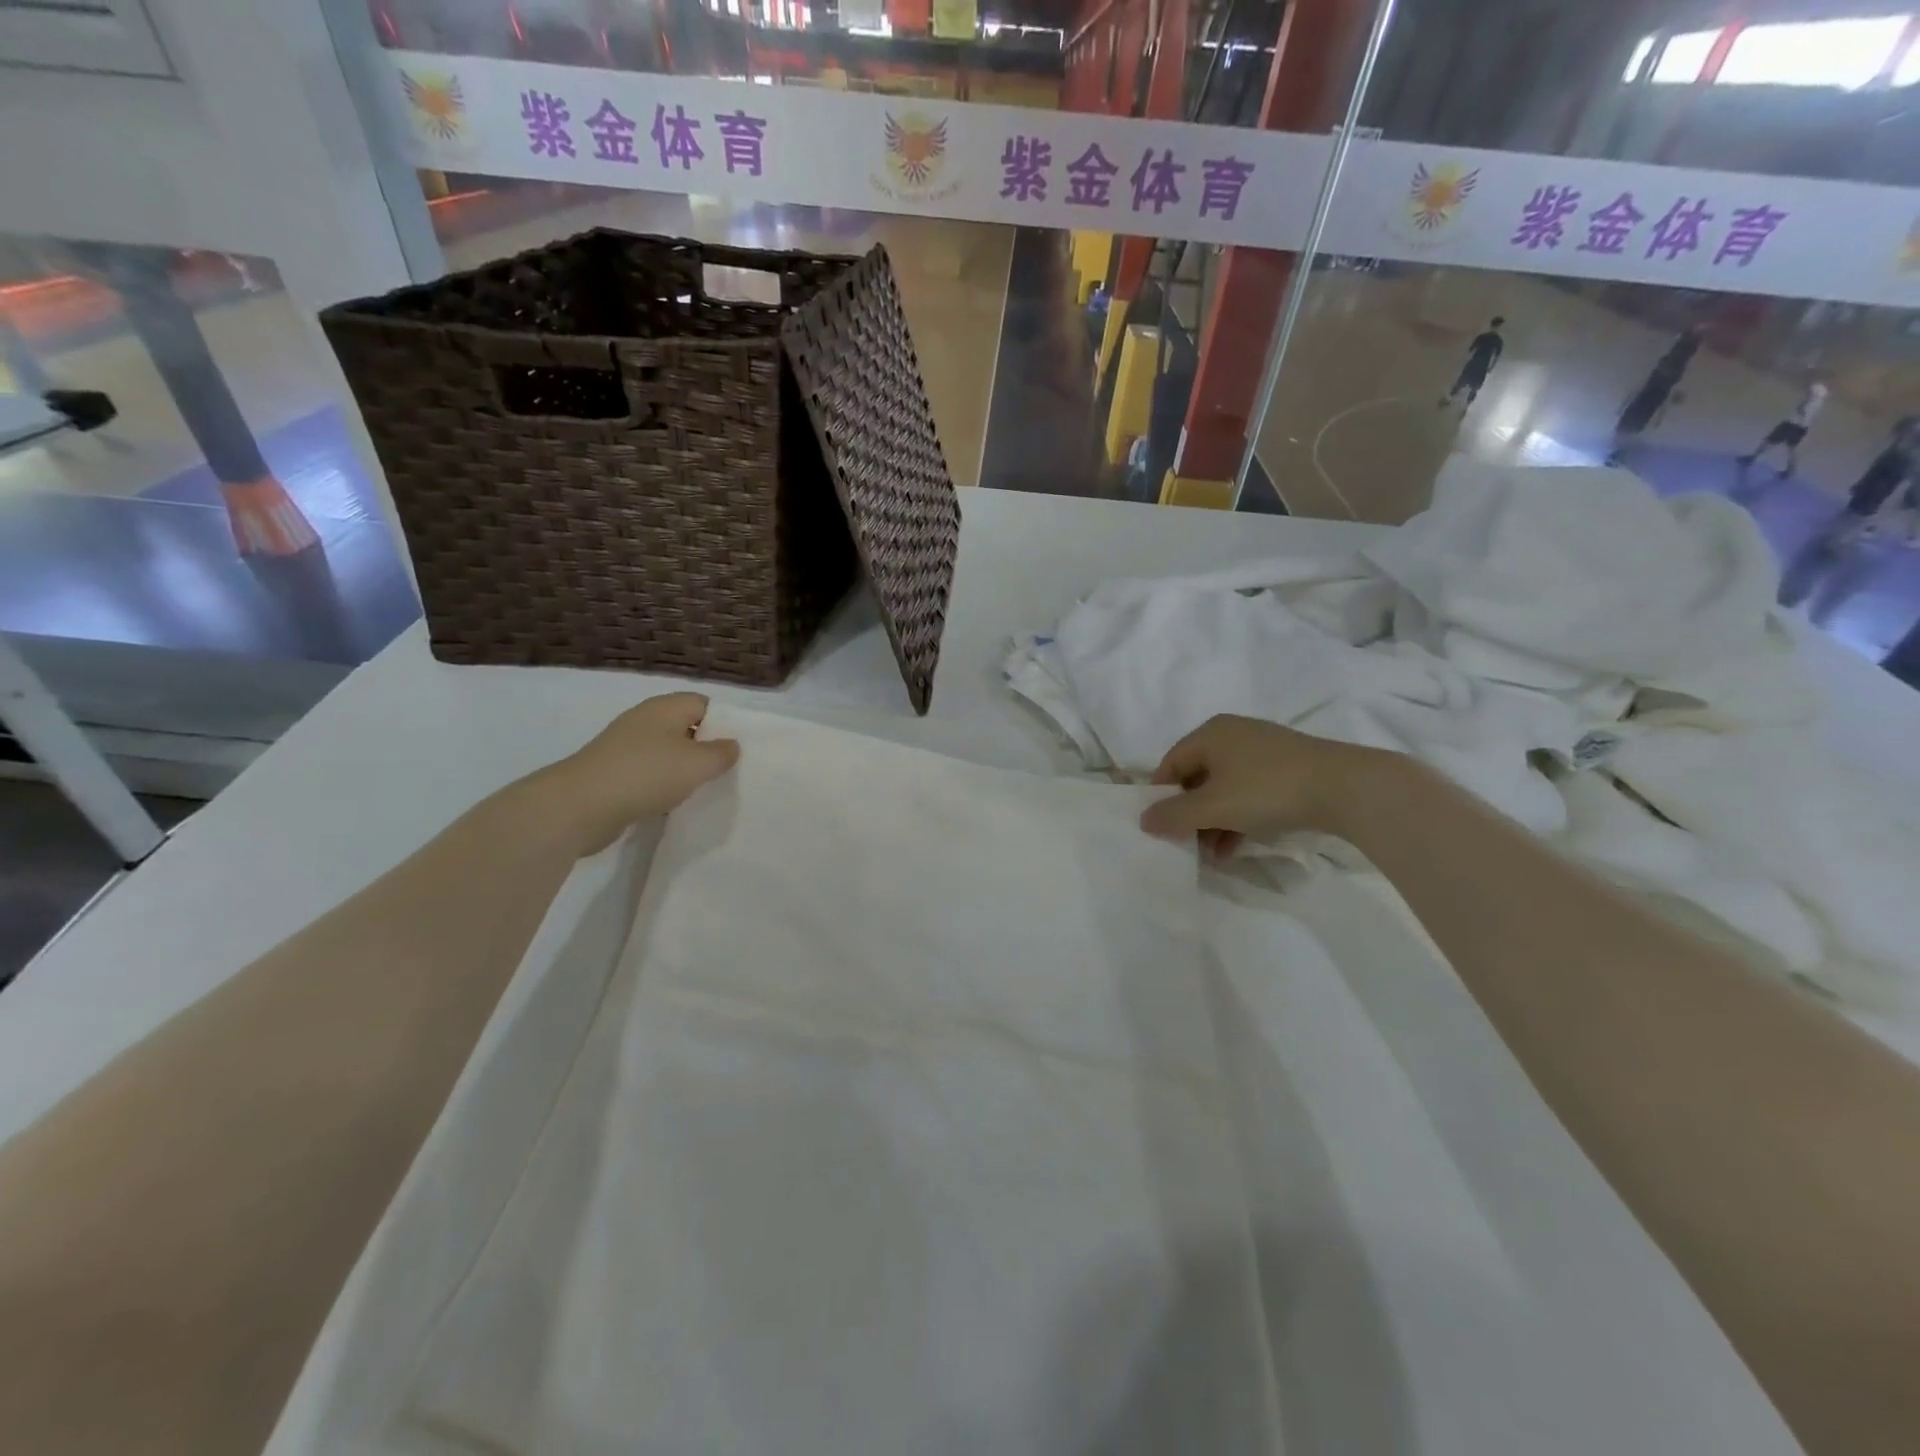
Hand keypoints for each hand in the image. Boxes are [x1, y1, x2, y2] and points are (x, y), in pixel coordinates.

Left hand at [535, 693, 740, 855]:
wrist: (580, 807)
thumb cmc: (646, 775)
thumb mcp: (697, 764)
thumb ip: (722, 753)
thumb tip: (731, 745)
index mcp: (665, 708)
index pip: (704, 704)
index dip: (725, 722)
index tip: (740, 747)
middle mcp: (644, 721)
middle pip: (685, 728)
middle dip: (706, 748)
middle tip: (728, 770)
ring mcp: (625, 747)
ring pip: (667, 753)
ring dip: (684, 770)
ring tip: (705, 789)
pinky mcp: (613, 773)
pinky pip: (649, 774)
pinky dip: (663, 785)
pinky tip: (673, 802)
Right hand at [1139, 714, 1395, 860]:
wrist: (1347, 788)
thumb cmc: (1267, 790)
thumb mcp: (1213, 806)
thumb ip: (1173, 815)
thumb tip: (1143, 820)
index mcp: (1210, 733)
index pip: (1169, 764)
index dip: (1161, 797)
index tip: (1161, 828)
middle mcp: (1233, 734)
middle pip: (1196, 777)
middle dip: (1189, 814)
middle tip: (1187, 844)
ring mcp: (1263, 750)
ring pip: (1224, 788)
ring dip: (1213, 822)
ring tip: (1212, 854)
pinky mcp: (1287, 769)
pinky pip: (1249, 792)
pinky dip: (1238, 817)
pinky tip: (1236, 846)